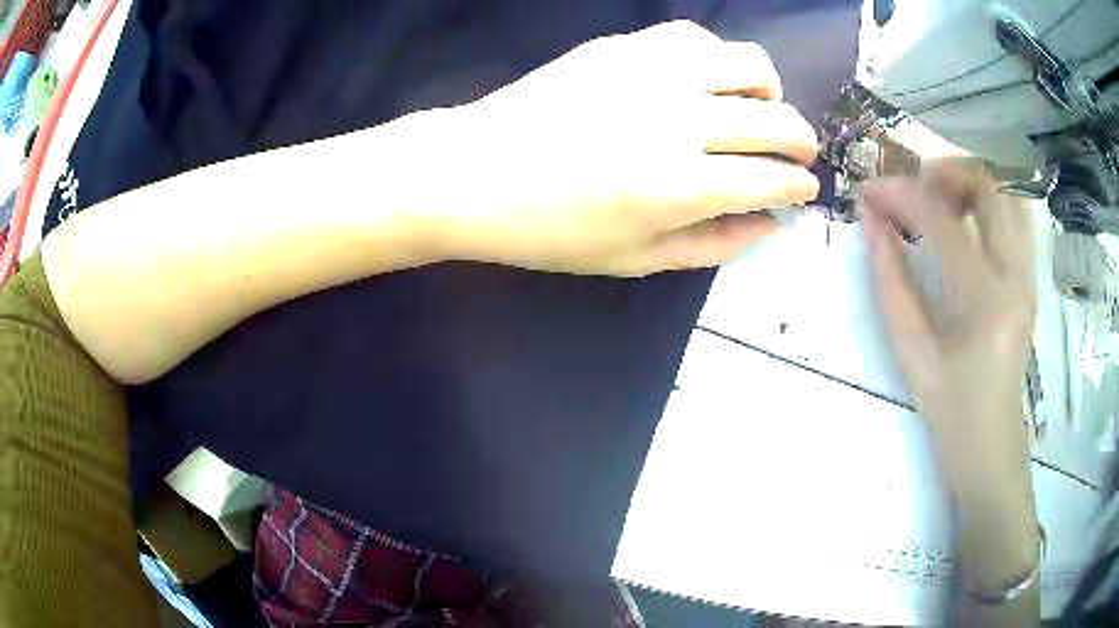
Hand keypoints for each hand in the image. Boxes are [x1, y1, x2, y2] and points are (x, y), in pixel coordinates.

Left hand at [410, 20, 818, 276]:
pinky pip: (696, 37)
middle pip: (775, 121)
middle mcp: (680, 121)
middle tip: (799, 153)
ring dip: (769, 92)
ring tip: (759, 110)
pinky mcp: (624, 46)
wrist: (473, 172)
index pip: (772, 180)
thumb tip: (769, 226)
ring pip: (748, 64)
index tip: (806, 190)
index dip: (798, 187)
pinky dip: (718, 58)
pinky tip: (707, 79)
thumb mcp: (633, 260)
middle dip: (802, 141)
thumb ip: (712, 245)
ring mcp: (652, 73)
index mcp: (681, 186)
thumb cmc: (549, 230)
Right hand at [860, 167, 1041, 622]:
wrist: (990, 442)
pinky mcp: (1030, 277)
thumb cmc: (949, 407)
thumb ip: (890, 278)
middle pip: (987, 186)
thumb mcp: (910, 350)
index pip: (940, 218)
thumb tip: (869, 218)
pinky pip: (1015, 216)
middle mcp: (1015, 275)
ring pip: (1007, 194)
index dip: (899, 192)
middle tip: (911, 191)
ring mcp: (1028, 274)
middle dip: (942, 173)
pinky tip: (966, 223)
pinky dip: (988, 202)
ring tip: (939, 203)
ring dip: (969, 183)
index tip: (868, 190)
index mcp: (983, 301)